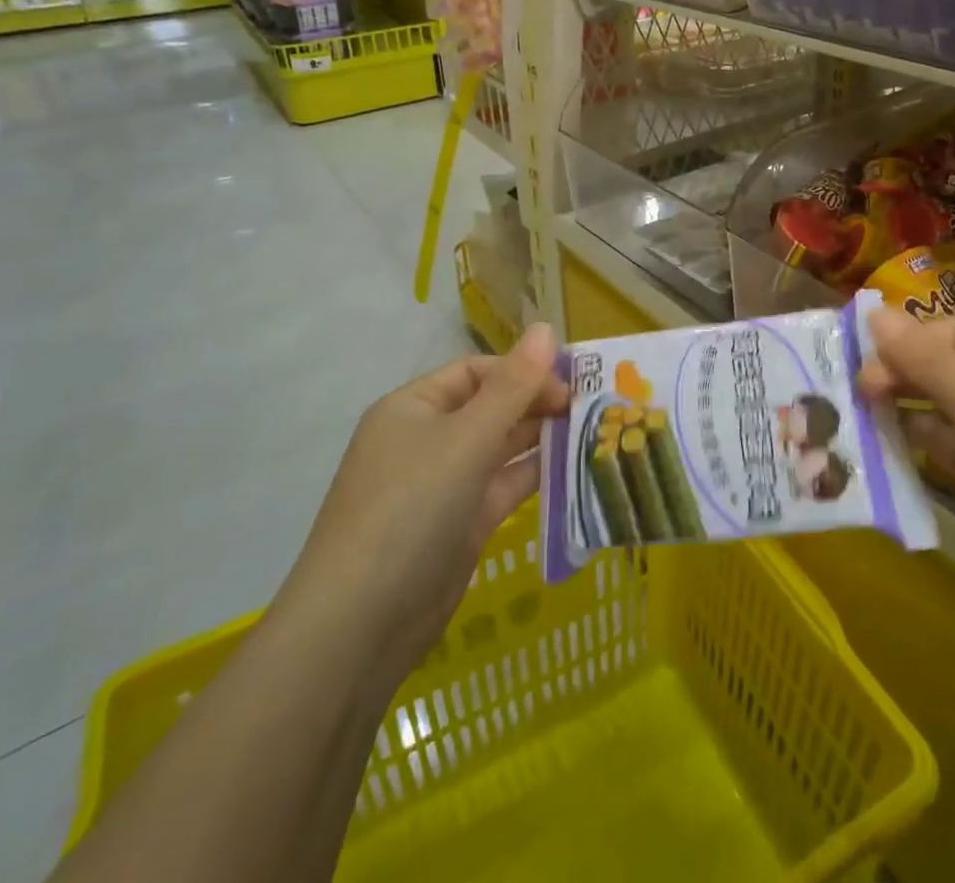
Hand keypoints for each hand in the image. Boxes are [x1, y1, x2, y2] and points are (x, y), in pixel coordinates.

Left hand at [277, 325, 567, 671]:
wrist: (360, 627)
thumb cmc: (410, 508)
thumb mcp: (466, 439)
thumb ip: (513, 386)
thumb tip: (547, 327)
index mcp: (414, 407)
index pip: (477, 371)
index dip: (523, 371)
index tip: (570, 384)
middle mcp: (427, 440)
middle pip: (491, 407)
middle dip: (537, 403)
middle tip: (591, 408)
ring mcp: (444, 485)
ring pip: (501, 448)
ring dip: (542, 439)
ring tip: (594, 432)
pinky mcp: (461, 525)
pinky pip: (504, 487)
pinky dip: (536, 477)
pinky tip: (576, 470)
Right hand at [859, 309, 954, 635]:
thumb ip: (928, 362)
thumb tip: (872, 310)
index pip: (951, 332)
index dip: (903, 345)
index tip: (857, 367)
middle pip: (944, 366)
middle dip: (899, 376)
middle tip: (852, 393)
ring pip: (942, 406)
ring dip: (902, 408)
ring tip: (853, 414)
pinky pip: (948, 443)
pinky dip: (917, 441)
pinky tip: (882, 443)